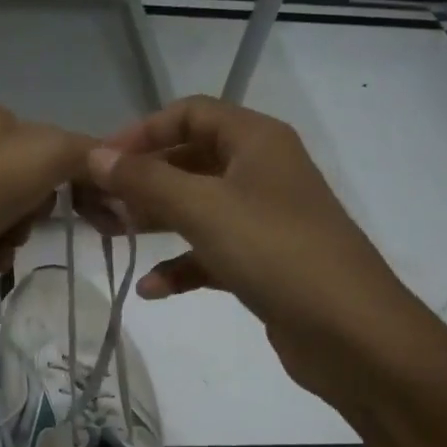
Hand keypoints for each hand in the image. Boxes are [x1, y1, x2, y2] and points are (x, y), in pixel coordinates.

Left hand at [0, 102, 92, 328]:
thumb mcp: (46, 152)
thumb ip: (87, 153)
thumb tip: (113, 168)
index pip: (59, 143)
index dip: (89, 175)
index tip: (115, 210)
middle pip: (39, 183)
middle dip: (42, 205)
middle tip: (35, 217)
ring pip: (19, 218)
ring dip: (18, 232)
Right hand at [84, 96, 417, 392]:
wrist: (351, 333)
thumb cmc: (275, 252)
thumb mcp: (203, 208)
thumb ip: (145, 180)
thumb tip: (95, 155)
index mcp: (256, 141)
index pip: (190, 114)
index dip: (142, 131)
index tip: (101, 161)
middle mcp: (262, 171)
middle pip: (190, 160)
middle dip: (144, 181)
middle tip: (99, 204)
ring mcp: (264, 219)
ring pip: (198, 208)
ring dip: (156, 221)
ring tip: (112, 238)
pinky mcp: (263, 263)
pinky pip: (211, 253)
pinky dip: (181, 266)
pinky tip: (151, 289)